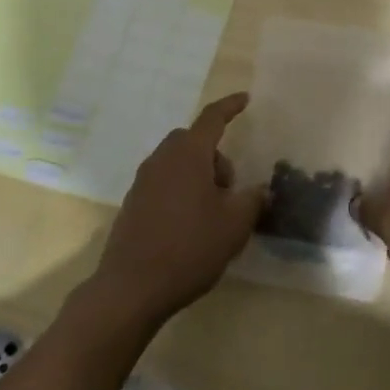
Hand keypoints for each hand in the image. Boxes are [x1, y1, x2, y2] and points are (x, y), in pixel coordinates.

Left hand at [93, 92, 264, 325]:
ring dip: (197, 175)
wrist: (130, 289)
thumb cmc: (189, 248)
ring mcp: (143, 181)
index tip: (245, 99)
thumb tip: (259, 190)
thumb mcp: (234, 225)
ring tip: (210, 213)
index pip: (212, 118)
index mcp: (189, 153)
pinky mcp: (132, 204)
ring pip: (177, 163)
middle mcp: (163, 158)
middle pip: (193, 141)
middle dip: (215, 156)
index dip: (230, 106)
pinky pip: (163, 183)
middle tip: (229, 189)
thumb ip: (252, 200)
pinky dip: (179, 192)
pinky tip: (188, 227)